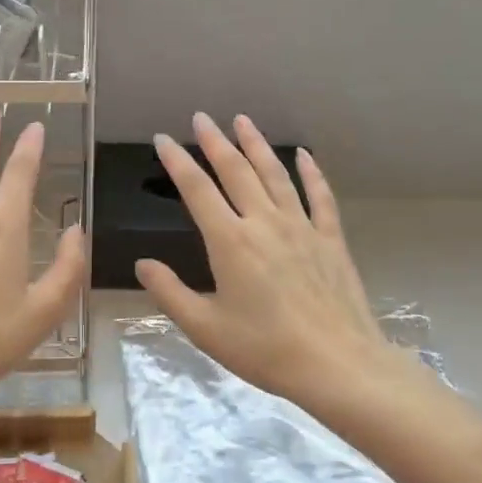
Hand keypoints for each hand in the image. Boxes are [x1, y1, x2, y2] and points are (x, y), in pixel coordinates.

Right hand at [136, 113, 395, 409]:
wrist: (338, 365)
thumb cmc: (266, 349)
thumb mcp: (206, 328)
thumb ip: (170, 293)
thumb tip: (143, 264)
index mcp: (230, 241)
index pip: (197, 190)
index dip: (177, 161)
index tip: (163, 139)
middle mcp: (264, 222)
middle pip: (236, 171)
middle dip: (215, 141)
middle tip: (202, 118)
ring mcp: (301, 227)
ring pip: (275, 174)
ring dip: (256, 145)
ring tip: (242, 121)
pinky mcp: (331, 239)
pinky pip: (320, 197)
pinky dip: (311, 173)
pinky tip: (304, 155)